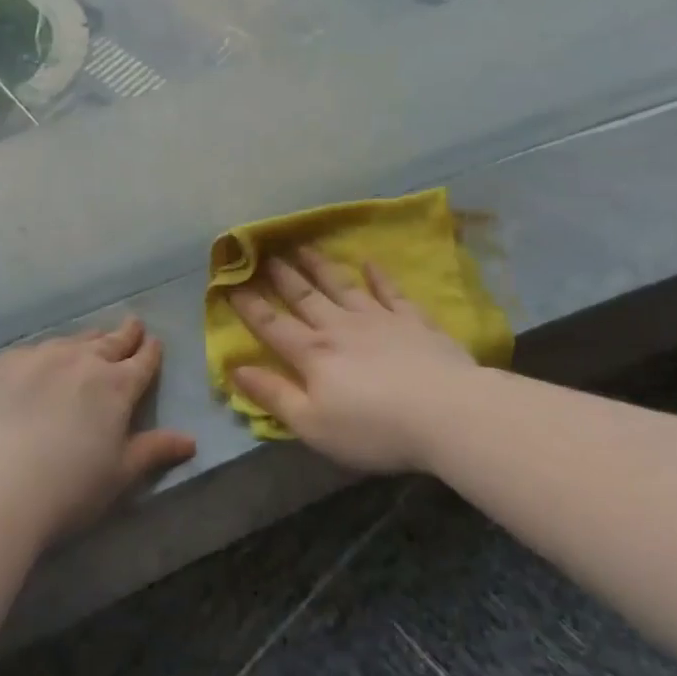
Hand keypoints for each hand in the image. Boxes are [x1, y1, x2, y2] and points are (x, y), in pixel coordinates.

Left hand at [0, 315, 196, 541]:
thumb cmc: (69, 488)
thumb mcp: (120, 475)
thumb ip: (155, 451)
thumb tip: (190, 441)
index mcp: (117, 386)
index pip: (142, 360)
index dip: (150, 351)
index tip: (153, 342)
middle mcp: (82, 361)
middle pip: (109, 341)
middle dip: (124, 334)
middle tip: (132, 325)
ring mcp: (39, 357)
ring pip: (71, 341)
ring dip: (85, 342)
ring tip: (89, 343)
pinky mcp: (2, 364)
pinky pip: (31, 352)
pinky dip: (44, 356)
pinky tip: (38, 367)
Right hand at [229, 250, 476, 473]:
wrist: (446, 413)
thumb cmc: (373, 429)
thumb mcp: (313, 425)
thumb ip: (274, 395)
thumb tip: (235, 369)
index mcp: (313, 355)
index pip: (273, 325)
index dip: (249, 306)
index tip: (230, 284)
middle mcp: (340, 328)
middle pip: (305, 297)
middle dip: (281, 276)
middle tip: (264, 252)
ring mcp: (378, 319)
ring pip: (342, 285)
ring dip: (320, 266)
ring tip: (303, 246)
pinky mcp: (413, 321)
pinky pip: (391, 292)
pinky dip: (379, 276)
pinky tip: (369, 262)